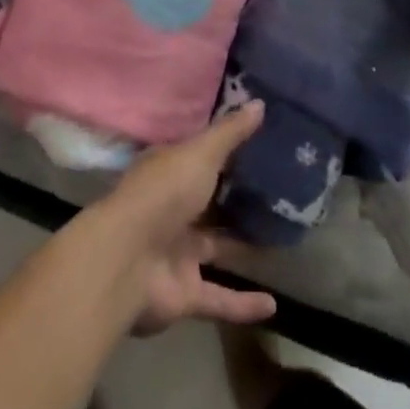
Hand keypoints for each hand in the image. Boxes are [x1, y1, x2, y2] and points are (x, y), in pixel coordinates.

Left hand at [89, 102, 277, 335]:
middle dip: (237, 199)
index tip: (260, 144)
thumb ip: (230, 133)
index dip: (226, 150)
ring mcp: (177, 252)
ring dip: (243, 247)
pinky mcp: (184, 293)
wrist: (127, 260)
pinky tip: (274, 305)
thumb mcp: (200, 153)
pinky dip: (244, 304)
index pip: (200, 156)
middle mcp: (173, 209)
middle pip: (209, 202)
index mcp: (170, 171)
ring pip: (217, 248)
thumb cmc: (164, 192)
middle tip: (278, 193)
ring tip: (282, 240)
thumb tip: (259, 103)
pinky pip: (220, 298)